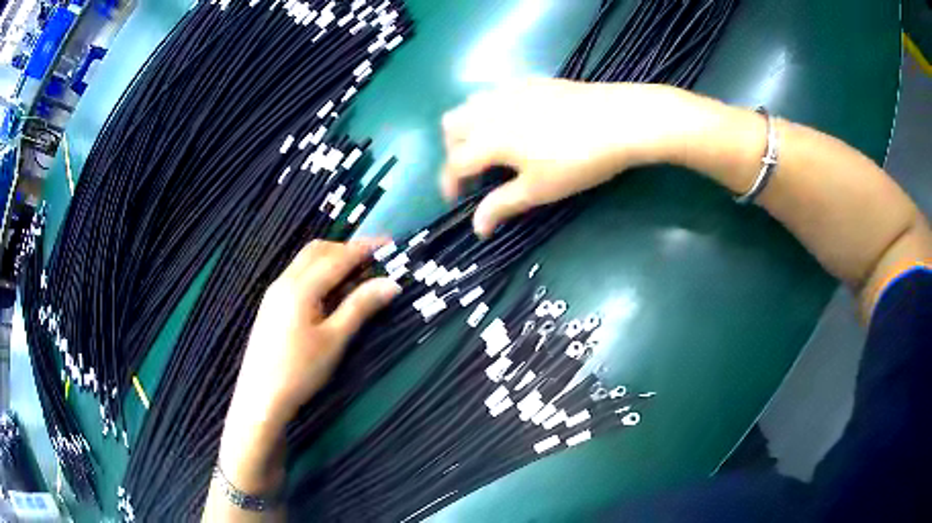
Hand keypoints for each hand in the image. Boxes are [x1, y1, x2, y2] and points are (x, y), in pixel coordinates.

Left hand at [219, 239, 400, 493]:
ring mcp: (274, 292)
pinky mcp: (271, 304)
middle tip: (373, 260)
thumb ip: (360, 307)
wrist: (261, 398)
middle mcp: (284, 281)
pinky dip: (318, 271)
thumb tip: (391, 283)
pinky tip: (328, 291)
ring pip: (305, 261)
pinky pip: (297, 274)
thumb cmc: (300, 371)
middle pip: (317, 250)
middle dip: (346, 248)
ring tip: (355, 273)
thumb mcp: (334, 340)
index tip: (389, 243)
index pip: (337, 258)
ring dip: (331, 258)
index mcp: (300, 288)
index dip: (364, 248)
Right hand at [440, 79, 698, 235]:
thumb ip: (502, 205)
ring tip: (492, 145)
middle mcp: (491, 109)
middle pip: (451, 125)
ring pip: (471, 103)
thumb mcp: (539, 190)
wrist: (620, 120)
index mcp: (489, 139)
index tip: (456, 199)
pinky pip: (497, 92)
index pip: (454, 162)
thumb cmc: (578, 161)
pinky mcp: (533, 81)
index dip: (449, 183)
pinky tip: (517, 122)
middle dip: (453, 149)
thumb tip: (476, 227)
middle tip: (474, 170)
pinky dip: (493, 109)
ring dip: (470, 126)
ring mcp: (511, 90)